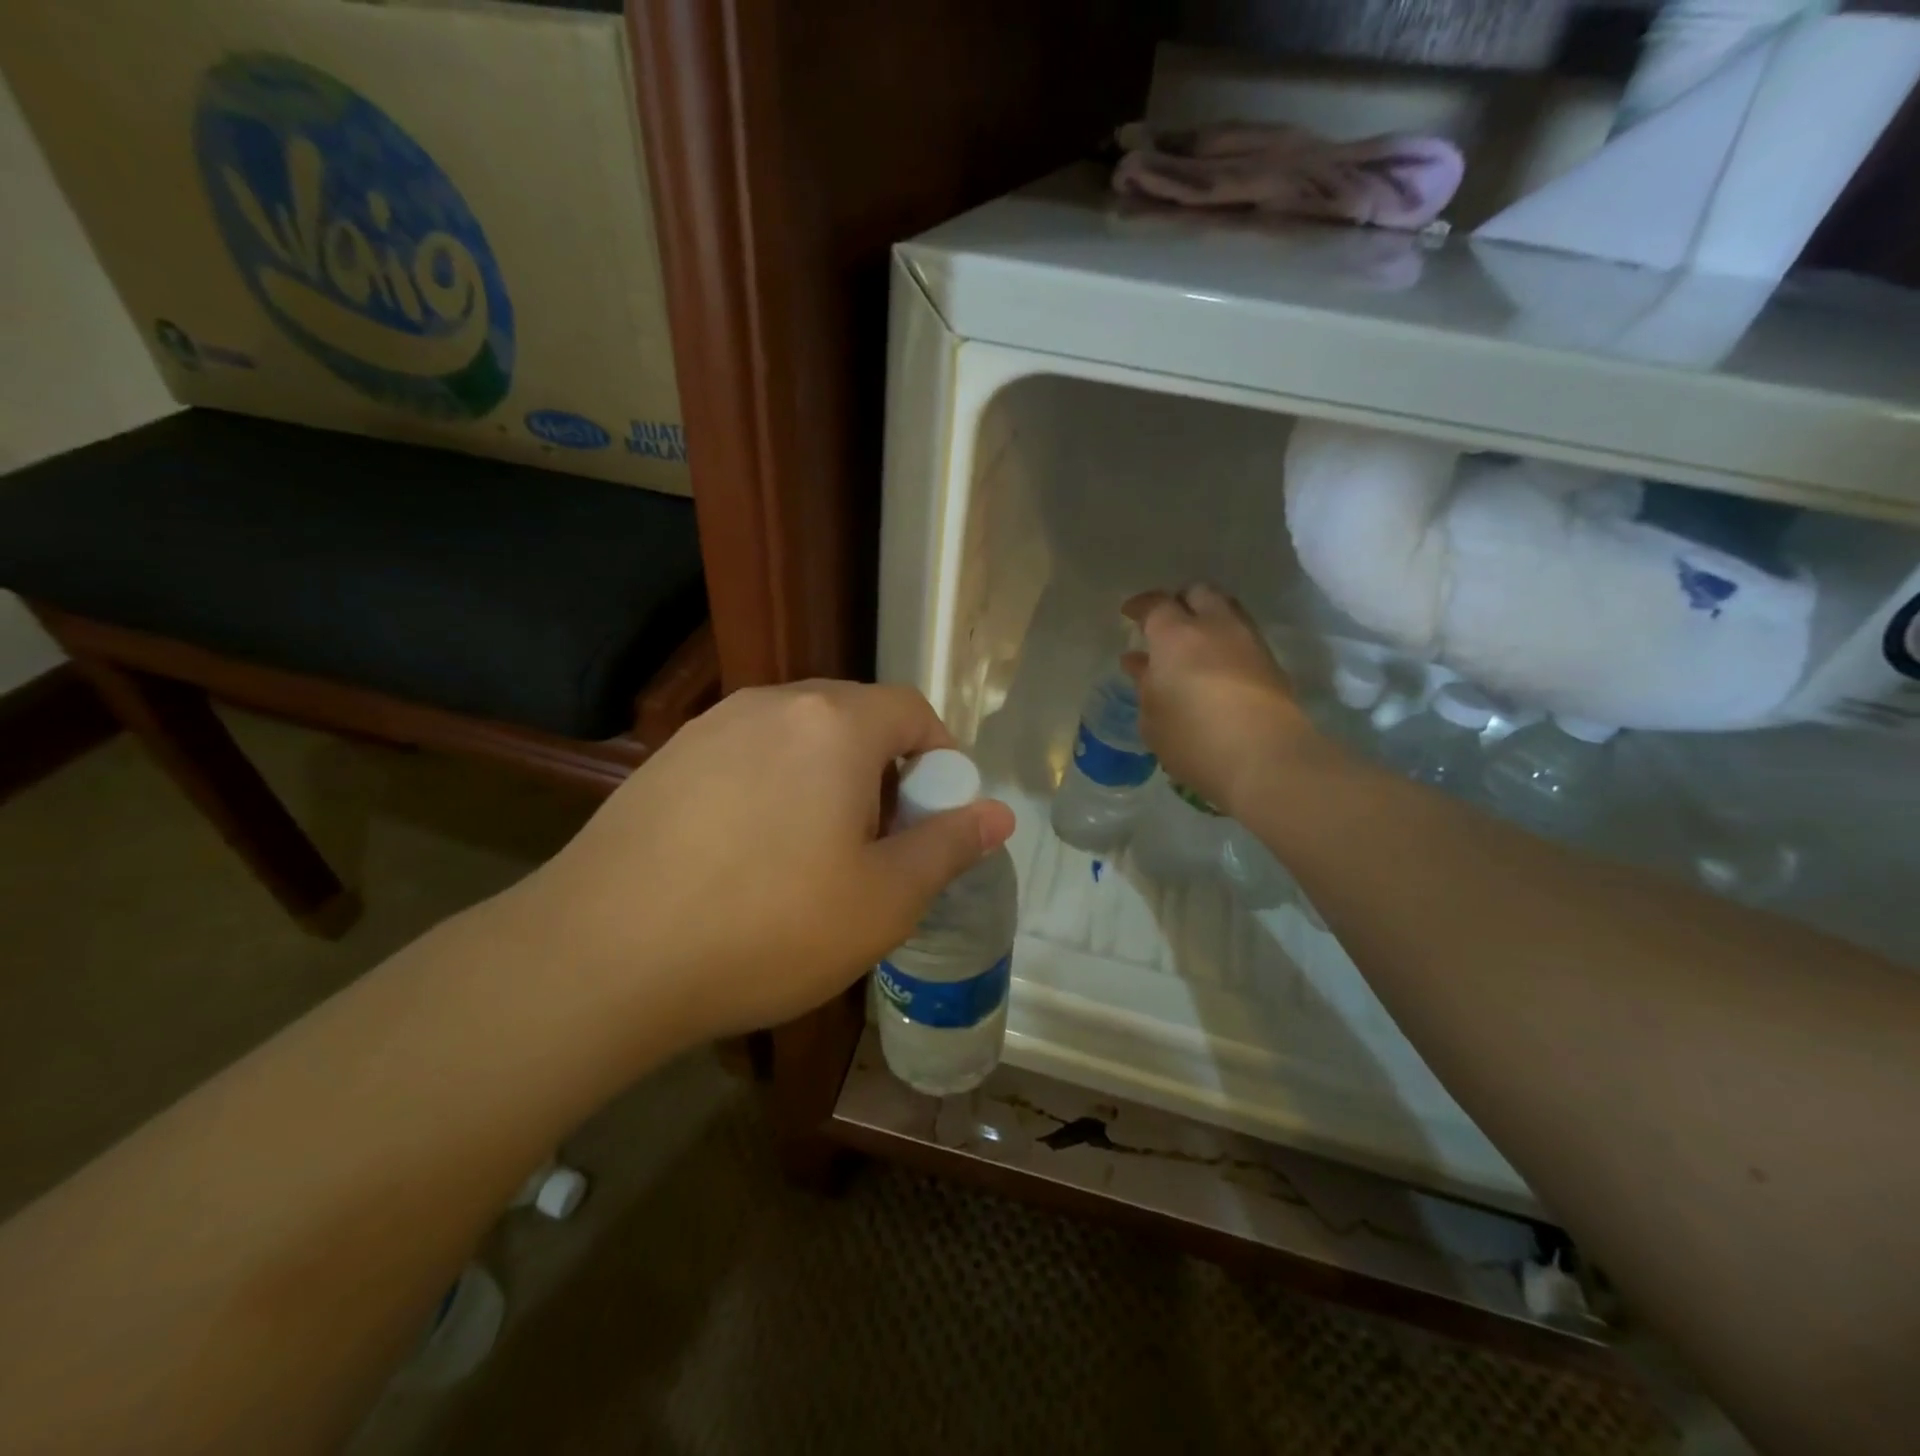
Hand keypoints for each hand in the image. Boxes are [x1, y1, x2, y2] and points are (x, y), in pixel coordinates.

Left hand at [507, 682, 1015, 1044]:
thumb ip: (948, 846)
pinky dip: (774, 788)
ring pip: (799, 738)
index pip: (913, 710)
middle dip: (886, 771)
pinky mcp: (667, 759)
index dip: (942, 758)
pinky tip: (750, 855)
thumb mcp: (883, 900)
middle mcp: (773, 704)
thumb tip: (998, 814)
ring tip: (816, 854)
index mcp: (834, 724)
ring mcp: (712, 727)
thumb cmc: (767, 927)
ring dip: (828, 780)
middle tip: (882, 844)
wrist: (601, 956)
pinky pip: (747, 757)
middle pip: (855, 718)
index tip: (938, 817)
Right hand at [1122, 585, 1319, 814]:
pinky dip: (1226, 643)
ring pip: (1227, 611)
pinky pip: (1243, 637)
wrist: (1267, 759)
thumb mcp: (1152, 718)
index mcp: (1176, 635)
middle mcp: (1215, 626)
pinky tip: (1215, 667)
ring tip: (1192, 646)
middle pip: (1198, 593)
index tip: (1129, 614)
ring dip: (1208, 620)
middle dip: (1180, 602)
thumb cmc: (1194, 738)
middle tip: (1166, 625)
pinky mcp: (1272, 664)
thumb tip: (1140, 663)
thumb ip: (1145, 684)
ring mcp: (1249, 642)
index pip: (1155, 604)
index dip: (1140, 606)